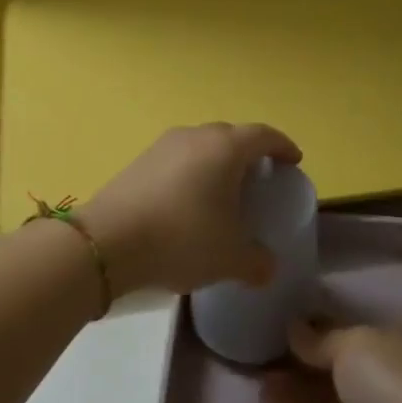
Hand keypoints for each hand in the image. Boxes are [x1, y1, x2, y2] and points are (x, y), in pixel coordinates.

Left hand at [78, 122, 301, 296]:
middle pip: (231, 135)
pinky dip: (191, 174)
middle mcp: (195, 136)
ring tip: (223, 191)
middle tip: (259, 178)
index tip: (293, 160)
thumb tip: (267, 267)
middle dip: (249, 153)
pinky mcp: (138, 161)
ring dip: (217, 162)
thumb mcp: (230, 258)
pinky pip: (177, 160)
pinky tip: (188, 202)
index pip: (263, 135)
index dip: (282, 146)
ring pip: (201, 146)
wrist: (108, 241)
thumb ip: (257, 262)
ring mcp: (163, 146)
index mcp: (225, 148)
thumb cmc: (182, 238)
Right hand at [261, 321, 401, 402]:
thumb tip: (293, 329)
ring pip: (312, 390)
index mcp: (382, 343)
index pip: (339, 328)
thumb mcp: (355, 342)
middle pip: (323, 360)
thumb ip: (319, 338)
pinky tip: (262, 391)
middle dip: (294, 351)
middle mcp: (368, 375)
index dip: (310, 322)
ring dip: (286, 378)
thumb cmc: (393, 381)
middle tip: (254, 337)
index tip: (275, 313)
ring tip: (250, 363)